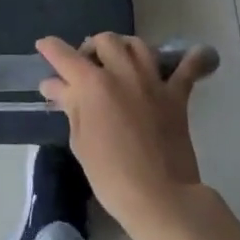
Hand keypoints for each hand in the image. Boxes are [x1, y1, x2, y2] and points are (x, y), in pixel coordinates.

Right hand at [37, 33, 208, 235]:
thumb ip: (70, 106)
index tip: (43, 47)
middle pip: (104, 41)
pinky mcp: (176, 96)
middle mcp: (121, 72)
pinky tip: (196, 55)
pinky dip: (193, 60)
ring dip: (124, 47)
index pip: (64, 55)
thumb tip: (55, 85)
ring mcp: (152, 81)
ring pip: (137, 45)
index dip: (50, 48)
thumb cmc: (111, 176)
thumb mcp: (80, 141)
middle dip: (91, 48)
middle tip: (86, 66)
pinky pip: (188, 69)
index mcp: (92, 84)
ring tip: (120, 61)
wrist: (160, 199)